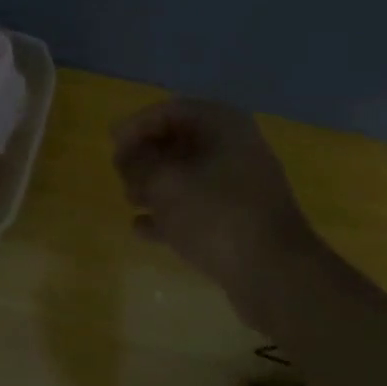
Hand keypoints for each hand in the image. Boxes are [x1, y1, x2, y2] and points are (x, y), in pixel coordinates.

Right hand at [112, 99, 322, 308]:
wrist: (275, 274)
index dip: (137, 124)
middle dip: (146, 156)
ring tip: (128, 199)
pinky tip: (140, 228)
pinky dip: (169, 213)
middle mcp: (235, 149)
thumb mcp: (164, 182)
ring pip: (188, 175)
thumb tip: (128, 156)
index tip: (111, 145)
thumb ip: (138, 163)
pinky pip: (197, 207)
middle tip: (120, 173)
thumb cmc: (215, 214)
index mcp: (223, 126)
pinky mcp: (240, 221)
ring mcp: (240, 187)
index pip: (171, 110)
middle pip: (180, 141)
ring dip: (155, 184)